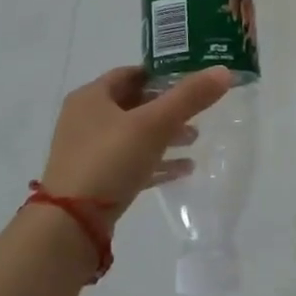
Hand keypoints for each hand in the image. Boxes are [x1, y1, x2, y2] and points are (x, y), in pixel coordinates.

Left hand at [40, 66, 232, 215]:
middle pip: (133, 105)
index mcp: (91, 97)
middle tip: (197, 113)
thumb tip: (224, 71)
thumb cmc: (110, 159)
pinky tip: (183, 170)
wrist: (71, 224)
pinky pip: (131, 163)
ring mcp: (87, 152)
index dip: (162, 74)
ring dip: (164, 136)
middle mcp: (84, 119)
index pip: (131, 74)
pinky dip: (156, 162)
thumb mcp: (154, 124)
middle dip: (167, 108)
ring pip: (133, 135)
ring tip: (195, 141)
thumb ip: (189, 97)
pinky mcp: (94, 181)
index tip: (192, 81)